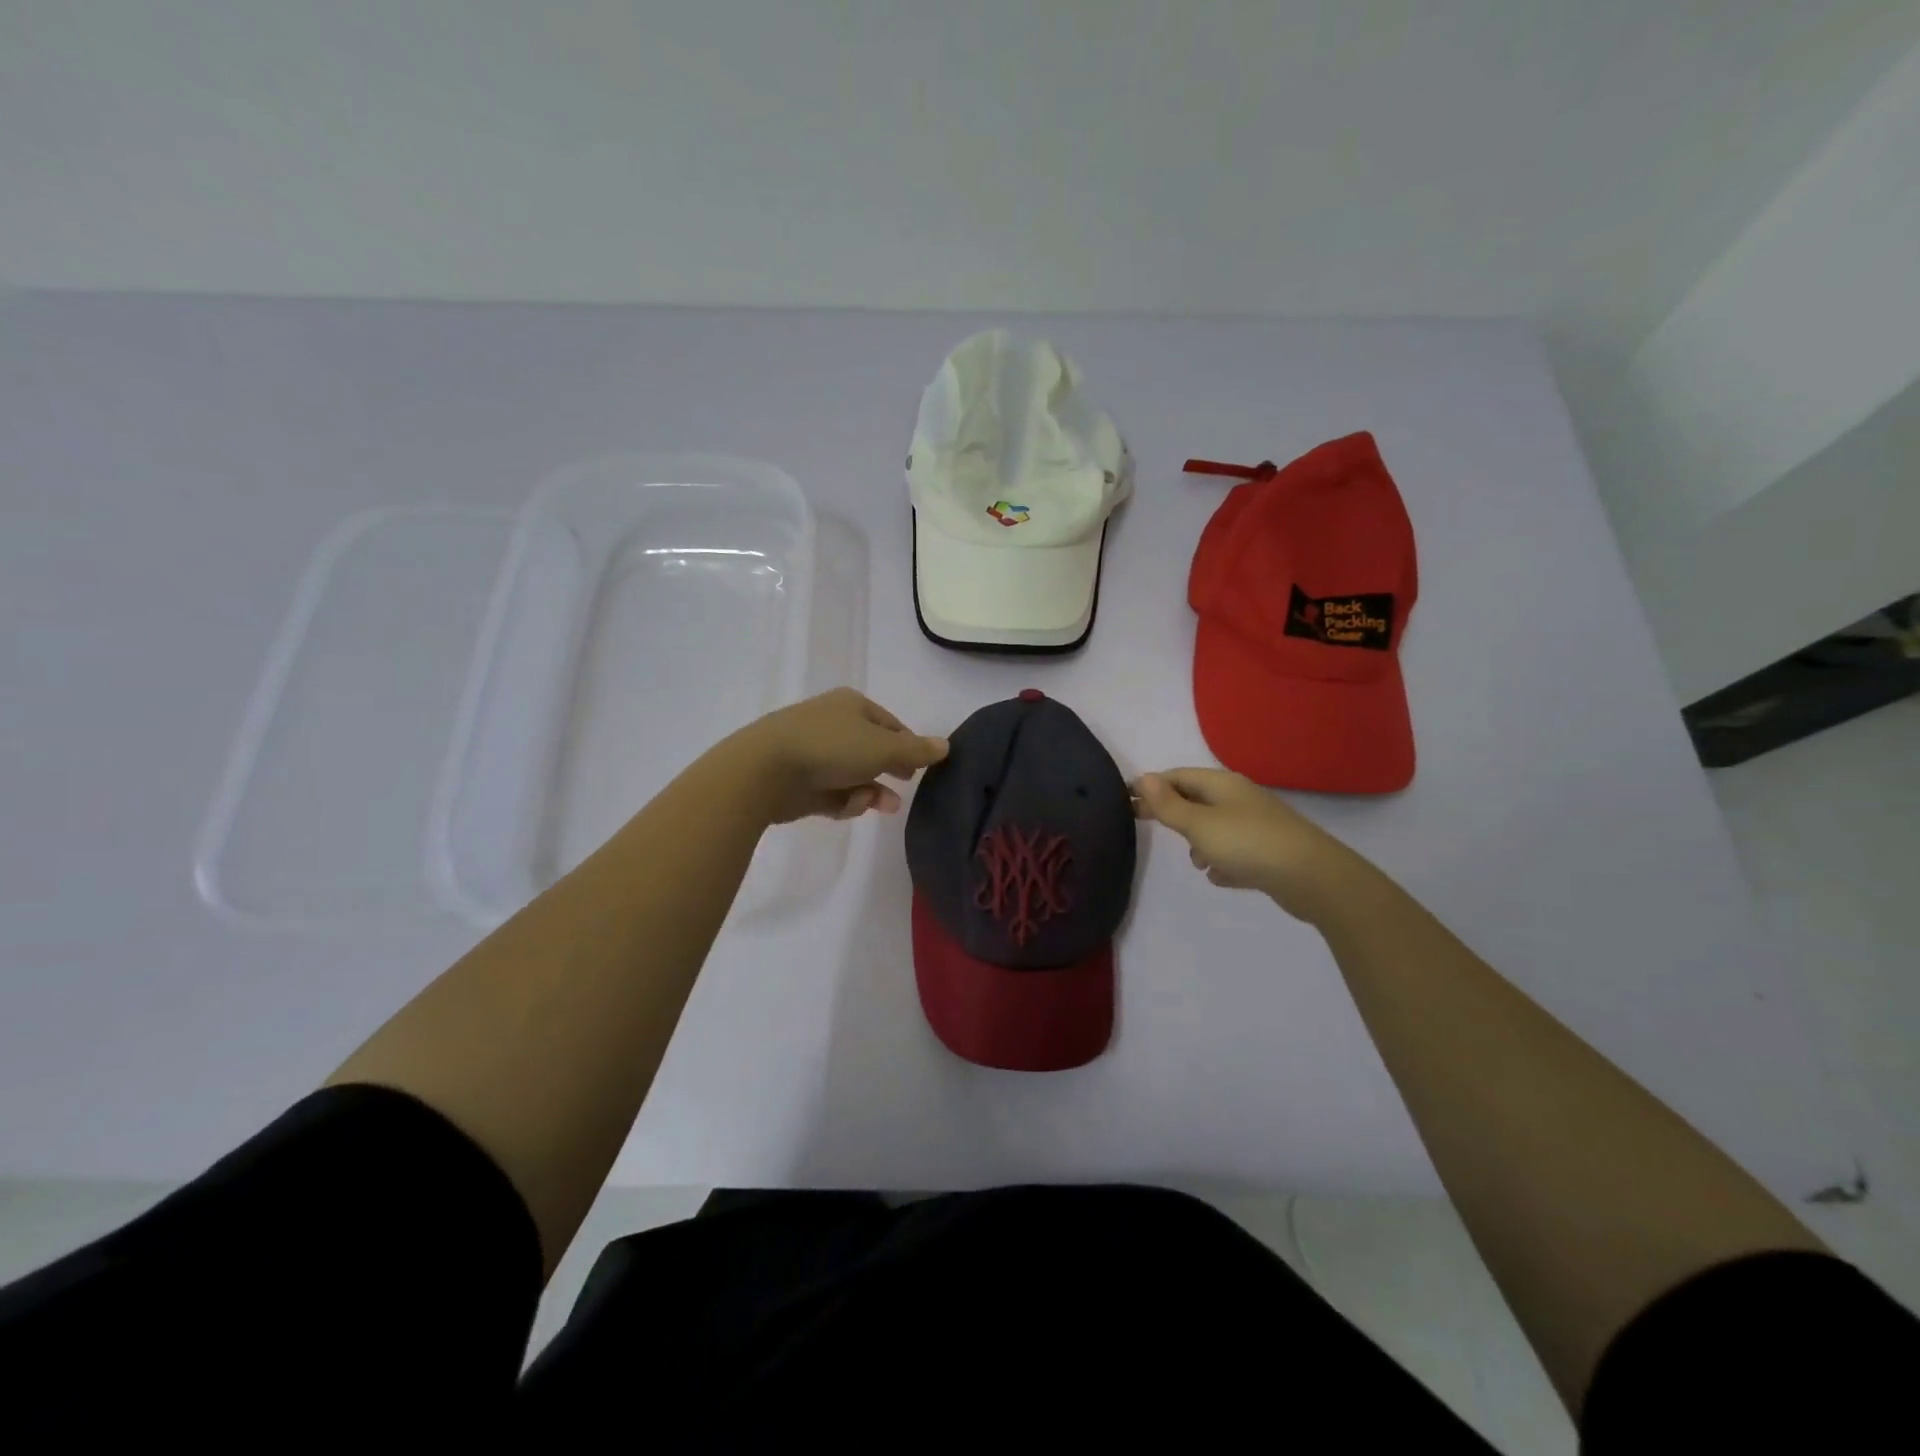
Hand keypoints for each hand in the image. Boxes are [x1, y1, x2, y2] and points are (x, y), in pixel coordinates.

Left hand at [732, 688, 948, 824]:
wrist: (764, 770)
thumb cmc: (831, 748)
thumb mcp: (883, 748)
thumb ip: (916, 750)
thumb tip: (946, 745)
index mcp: (852, 705)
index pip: (890, 725)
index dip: (909, 746)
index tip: (922, 768)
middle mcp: (833, 724)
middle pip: (872, 750)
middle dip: (890, 771)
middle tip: (904, 787)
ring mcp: (813, 752)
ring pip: (853, 774)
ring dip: (870, 791)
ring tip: (883, 807)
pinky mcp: (799, 781)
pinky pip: (832, 792)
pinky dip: (844, 801)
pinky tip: (847, 807)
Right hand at [1132, 767, 1361, 921]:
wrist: (1313, 877)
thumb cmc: (1248, 844)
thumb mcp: (1199, 824)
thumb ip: (1169, 805)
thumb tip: (1144, 778)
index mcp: (1222, 785)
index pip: (1178, 776)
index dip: (1151, 785)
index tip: (1126, 799)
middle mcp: (1240, 799)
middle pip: (1196, 799)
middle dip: (1171, 812)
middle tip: (1141, 823)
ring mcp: (1257, 825)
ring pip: (1216, 827)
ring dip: (1199, 841)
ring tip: (1196, 862)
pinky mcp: (1270, 852)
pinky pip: (1236, 852)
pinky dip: (1223, 861)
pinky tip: (1219, 877)